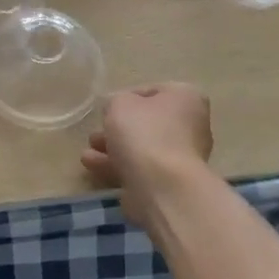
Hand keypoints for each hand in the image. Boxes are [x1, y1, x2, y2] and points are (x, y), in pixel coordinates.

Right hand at [81, 84, 213, 226]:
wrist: (162, 186)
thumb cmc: (144, 133)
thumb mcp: (120, 103)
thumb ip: (116, 101)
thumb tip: (120, 111)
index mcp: (186, 98)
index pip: (152, 92)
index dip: (125, 98)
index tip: (106, 110)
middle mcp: (191, 125)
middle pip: (147, 123)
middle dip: (117, 129)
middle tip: (96, 134)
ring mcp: (182, 157)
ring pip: (142, 149)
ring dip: (113, 149)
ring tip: (87, 155)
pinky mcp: (170, 183)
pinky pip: (141, 169)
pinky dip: (118, 167)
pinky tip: (93, 167)